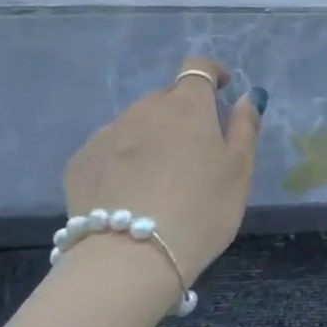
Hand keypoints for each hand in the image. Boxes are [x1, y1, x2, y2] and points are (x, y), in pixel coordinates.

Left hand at [62, 57, 262, 285]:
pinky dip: (122, 158)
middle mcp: (143, 110)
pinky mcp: (80, 163)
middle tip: (195, 150)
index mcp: (187, 107)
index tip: (222, 89)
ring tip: (160, 176)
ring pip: (136, 123)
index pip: (197, 67)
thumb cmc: (201, 211)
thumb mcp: (239, 171)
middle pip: (166, 98)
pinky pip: (109, 148)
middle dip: (182, 113)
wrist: (129, 259)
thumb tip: (246, 96)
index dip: (211, 72)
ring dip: (151, 136)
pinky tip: (130, 192)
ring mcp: (107, 135)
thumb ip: (244, 127)